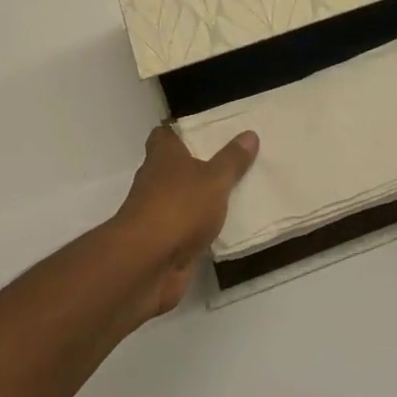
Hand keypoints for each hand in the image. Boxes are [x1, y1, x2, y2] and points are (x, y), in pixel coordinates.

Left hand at [111, 125, 258, 317]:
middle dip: (198, 165)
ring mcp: (156, 214)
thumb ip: (232, 160)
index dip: (182, 131)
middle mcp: (155, 180)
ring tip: (235, 193)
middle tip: (231, 160)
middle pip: (175, 167)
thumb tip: (250, 133)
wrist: (147, 266)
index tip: (205, 131)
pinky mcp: (163, 244)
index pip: (165, 134)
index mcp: (162, 155)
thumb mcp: (214, 179)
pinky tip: (225, 230)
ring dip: (200, 200)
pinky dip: (200, 230)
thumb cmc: (178, 207)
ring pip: (182, 199)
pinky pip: (186, 230)